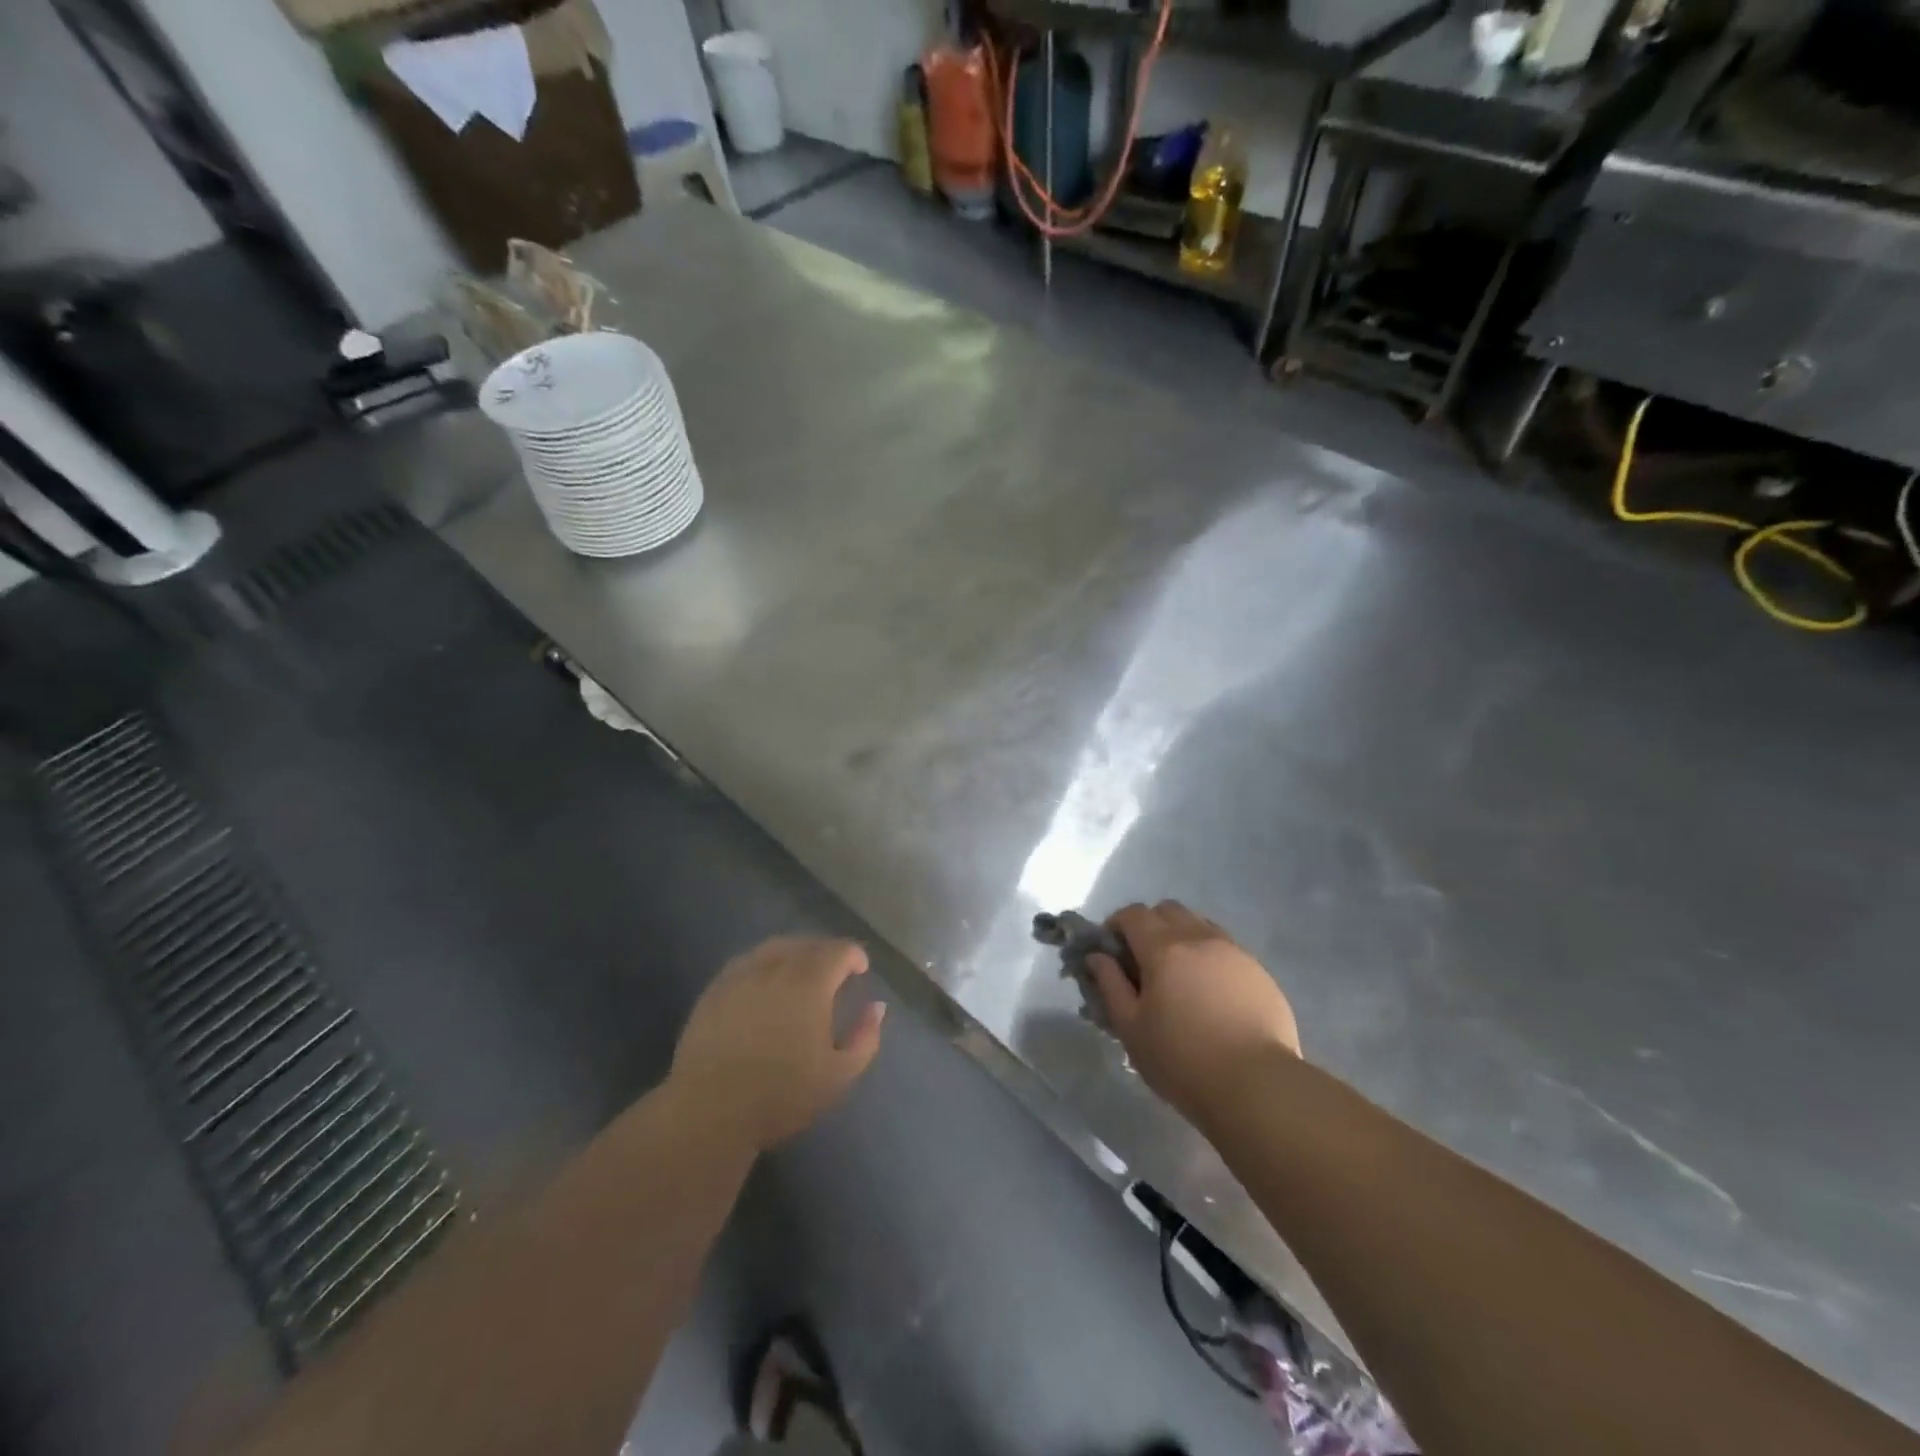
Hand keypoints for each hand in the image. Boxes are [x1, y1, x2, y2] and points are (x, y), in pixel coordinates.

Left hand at [670, 937, 885, 1151]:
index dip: (854, 956)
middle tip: (835, 971)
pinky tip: (766, 982)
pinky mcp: (716, 989)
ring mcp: (742, 975)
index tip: (861, 970)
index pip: (839, 950)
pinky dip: (765, 963)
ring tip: (802, 971)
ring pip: (776, 947)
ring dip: (796, 952)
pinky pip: (748, 961)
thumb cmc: (781, 1095)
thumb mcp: (839, 1075)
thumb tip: (877, 1007)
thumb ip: (865, 1038)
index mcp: (810, 983)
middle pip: (808, 944)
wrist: (709, 1111)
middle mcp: (777, 967)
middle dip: (827, 952)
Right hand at [1089, 901, 1298, 1122]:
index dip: (1116, 925)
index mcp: (1164, 948)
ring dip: (1182, 937)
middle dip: (1150, 925)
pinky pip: (1226, 949)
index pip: (1133, 914)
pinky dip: (1209, 957)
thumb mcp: (1131, 1028)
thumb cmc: (1182, 1060)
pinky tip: (1211, 995)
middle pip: (1168, 910)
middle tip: (1143, 961)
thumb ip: (1110, 985)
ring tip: (1179, 977)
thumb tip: (1097, 956)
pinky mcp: (1260, 972)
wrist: (1258, 1086)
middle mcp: (1200, 938)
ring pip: (1200, 925)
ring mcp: (1234, 952)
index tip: (1111, 950)